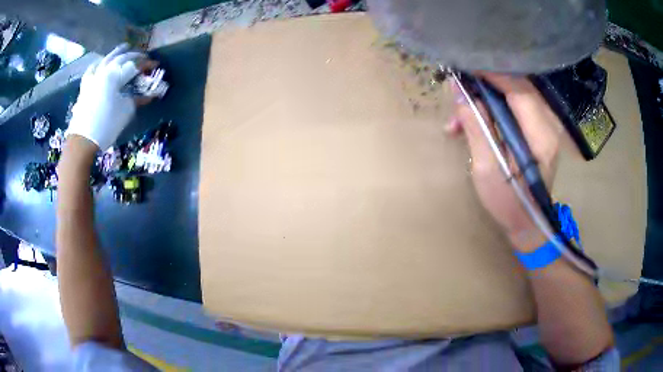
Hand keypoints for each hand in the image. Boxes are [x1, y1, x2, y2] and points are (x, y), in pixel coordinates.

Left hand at [67, 44, 152, 150]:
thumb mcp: (125, 111)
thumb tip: (149, 95)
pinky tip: (100, 63)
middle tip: (142, 56)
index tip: (156, 65)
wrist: (82, 140)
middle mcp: (104, 71)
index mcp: (115, 75)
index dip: (146, 64)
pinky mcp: (85, 87)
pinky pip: (92, 70)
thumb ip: (137, 99)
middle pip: (121, 58)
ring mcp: (93, 77)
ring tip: (123, 48)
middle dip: (134, 55)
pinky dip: (98, 64)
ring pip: (106, 59)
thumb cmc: (106, 125)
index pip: (134, 65)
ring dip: (116, 53)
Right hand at [446, 73, 562, 250]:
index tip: (464, 64)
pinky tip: (472, 123)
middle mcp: (548, 125)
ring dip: (485, 98)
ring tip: (458, 117)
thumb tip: (460, 91)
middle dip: (485, 83)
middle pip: (517, 86)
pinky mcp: (538, 130)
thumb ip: (476, 126)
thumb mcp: (488, 168)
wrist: (528, 223)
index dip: (491, 73)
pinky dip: (493, 109)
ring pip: (513, 95)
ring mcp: (544, 126)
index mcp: (540, 136)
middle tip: (457, 87)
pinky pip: (514, 107)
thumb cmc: (508, 203)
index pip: (518, 89)